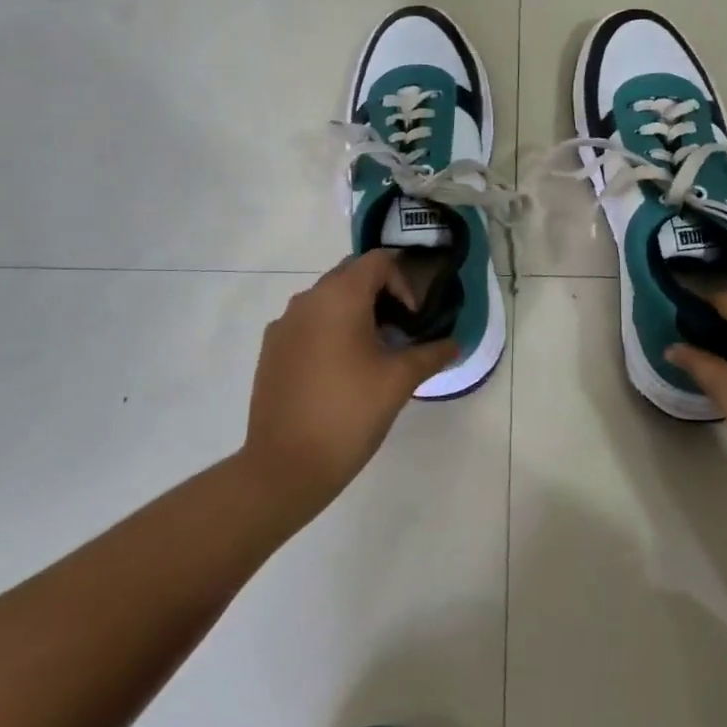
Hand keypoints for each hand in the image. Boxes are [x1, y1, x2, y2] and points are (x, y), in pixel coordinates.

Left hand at [241, 250, 458, 514]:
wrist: (285, 465)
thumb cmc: (349, 413)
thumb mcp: (399, 381)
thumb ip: (431, 354)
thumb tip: (454, 344)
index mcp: (339, 297)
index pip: (378, 261)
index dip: (404, 282)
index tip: (414, 319)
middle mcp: (307, 299)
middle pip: (351, 275)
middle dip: (381, 294)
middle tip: (400, 331)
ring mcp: (283, 323)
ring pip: (327, 299)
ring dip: (355, 312)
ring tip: (374, 352)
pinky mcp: (271, 348)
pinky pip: (307, 322)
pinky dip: (329, 330)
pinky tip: (340, 370)